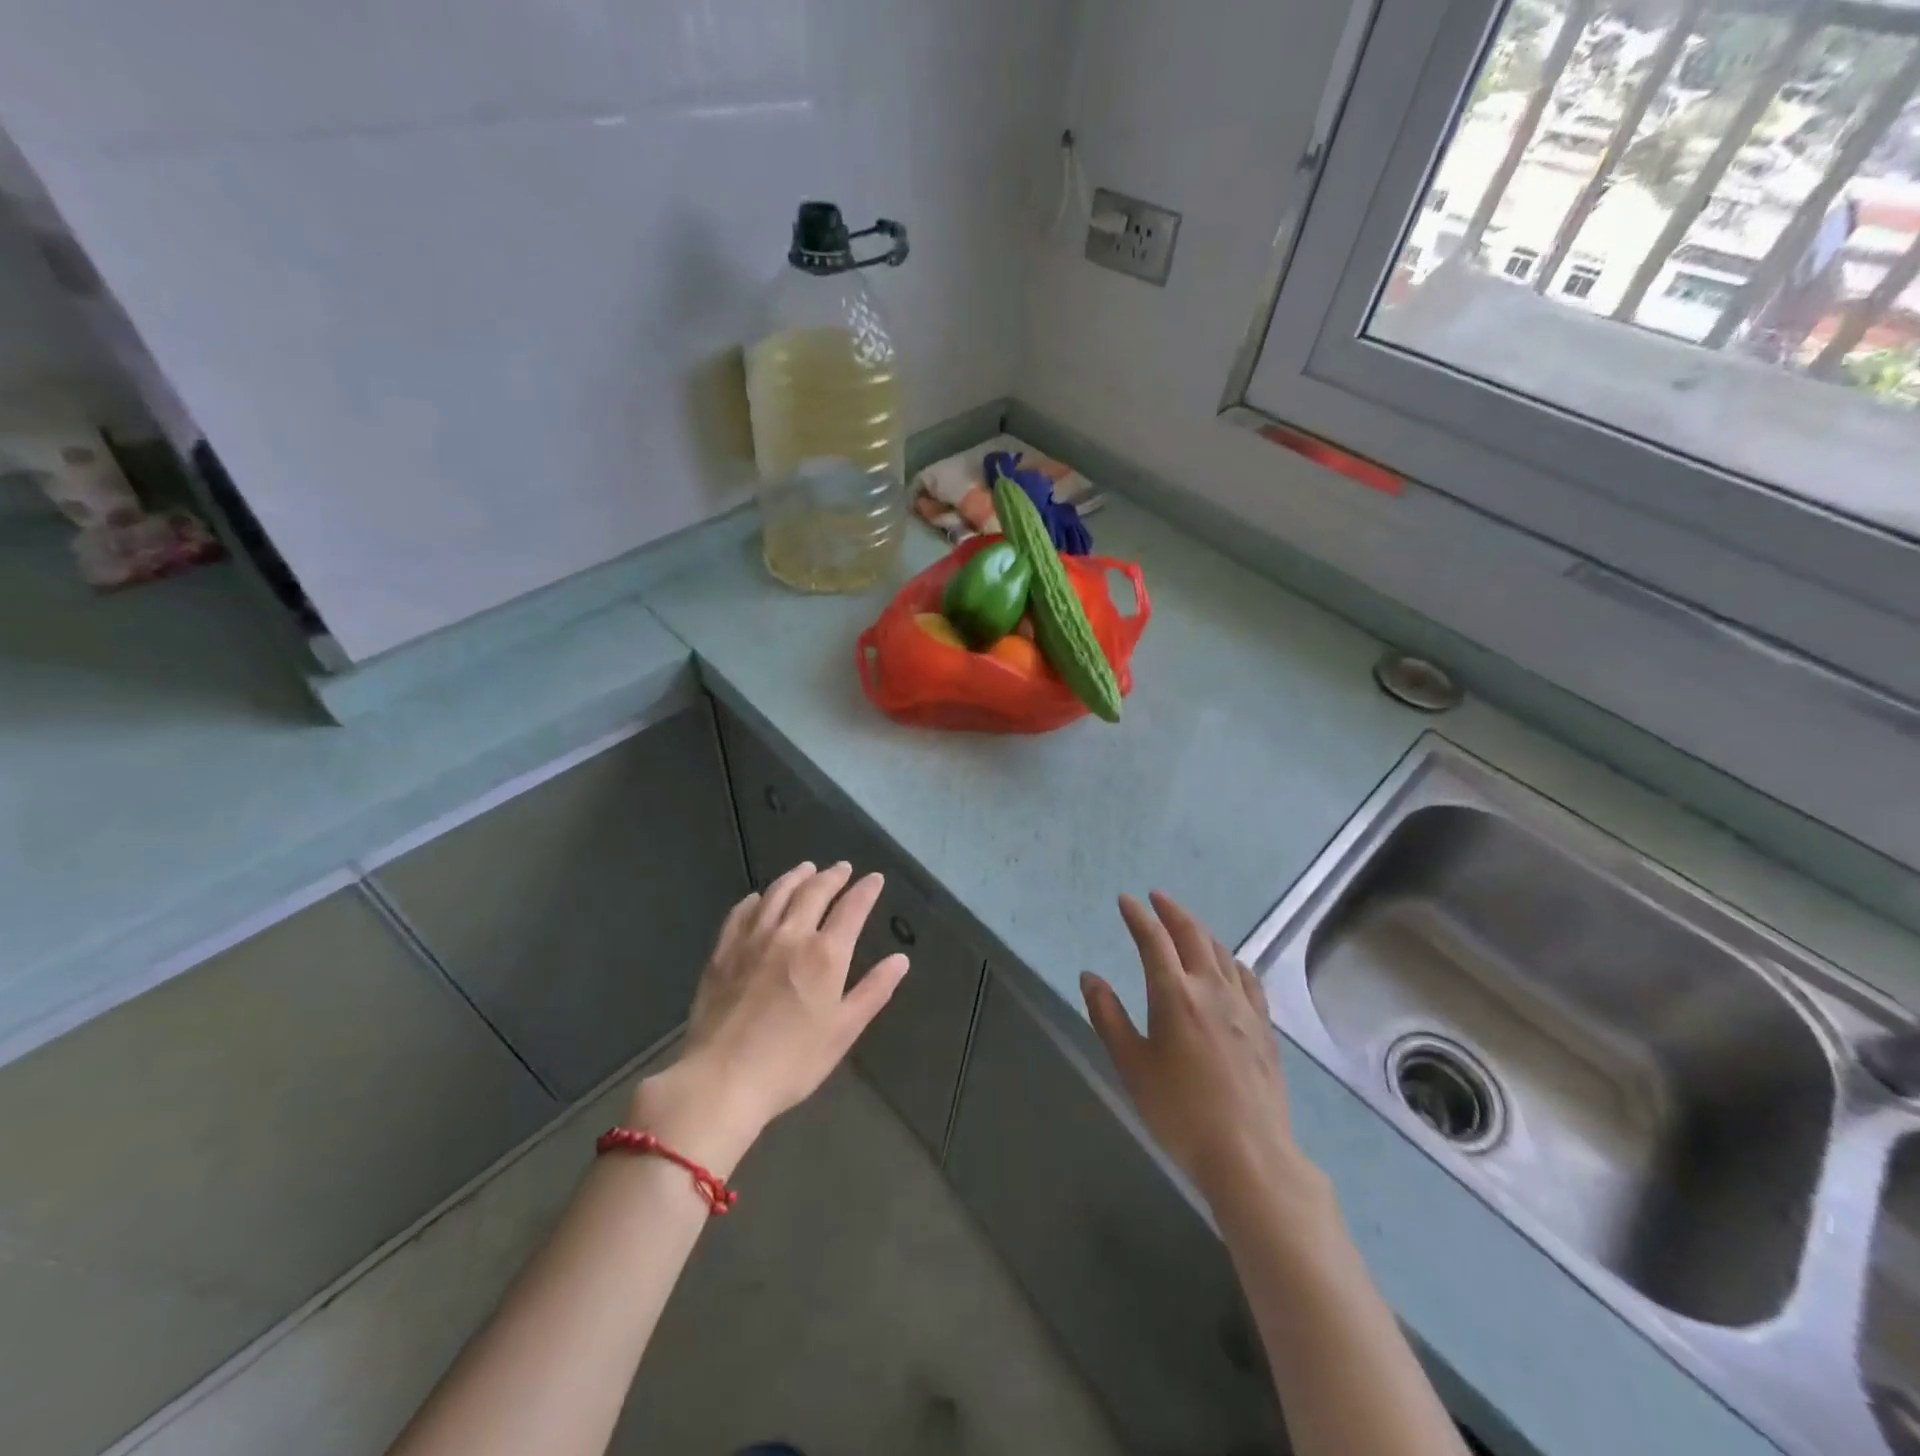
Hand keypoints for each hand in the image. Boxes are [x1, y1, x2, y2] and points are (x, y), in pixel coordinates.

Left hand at [631, 862, 907, 1173]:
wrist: (721, 1079)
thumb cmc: (792, 1062)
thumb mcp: (843, 1031)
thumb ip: (874, 990)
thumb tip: (901, 959)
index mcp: (825, 954)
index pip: (852, 908)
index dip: (865, 890)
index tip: (874, 878)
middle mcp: (790, 935)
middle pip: (814, 892)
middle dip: (832, 876)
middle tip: (842, 868)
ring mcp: (752, 939)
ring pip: (777, 894)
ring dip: (796, 877)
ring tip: (806, 869)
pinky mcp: (723, 952)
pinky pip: (741, 912)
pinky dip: (756, 899)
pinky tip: (759, 898)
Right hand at [1080, 893, 1311, 1208]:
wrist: (1249, 1154)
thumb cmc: (1179, 1111)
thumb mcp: (1131, 1065)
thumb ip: (1107, 1016)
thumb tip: (1089, 976)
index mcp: (1174, 994)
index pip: (1153, 940)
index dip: (1138, 917)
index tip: (1126, 900)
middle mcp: (1210, 988)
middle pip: (1192, 935)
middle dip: (1172, 911)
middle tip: (1156, 898)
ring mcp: (1243, 1006)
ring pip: (1222, 952)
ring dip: (1200, 930)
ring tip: (1186, 924)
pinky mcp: (1263, 1027)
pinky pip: (1248, 978)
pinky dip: (1232, 960)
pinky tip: (1229, 964)